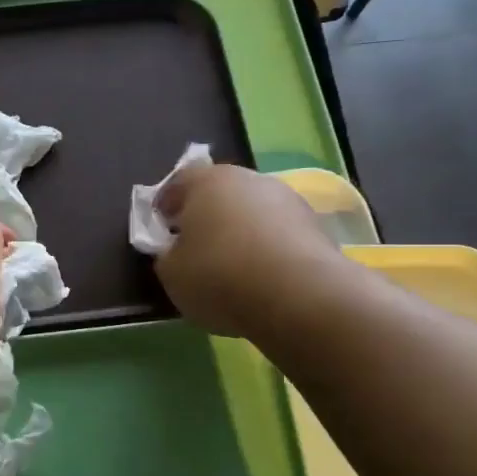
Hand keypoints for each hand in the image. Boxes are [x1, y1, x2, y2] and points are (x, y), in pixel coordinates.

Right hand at [154, 165, 349, 337]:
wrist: (299, 296)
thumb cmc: (219, 276)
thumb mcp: (171, 273)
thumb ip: (167, 254)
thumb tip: (175, 249)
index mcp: (207, 181)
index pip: (178, 182)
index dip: (166, 206)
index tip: (161, 228)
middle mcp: (248, 179)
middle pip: (219, 193)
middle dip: (206, 215)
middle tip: (195, 246)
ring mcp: (287, 199)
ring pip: (252, 211)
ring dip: (240, 231)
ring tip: (232, 265)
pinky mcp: (315, 225)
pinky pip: (278, 233)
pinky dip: (267, 248)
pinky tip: (261, 275)